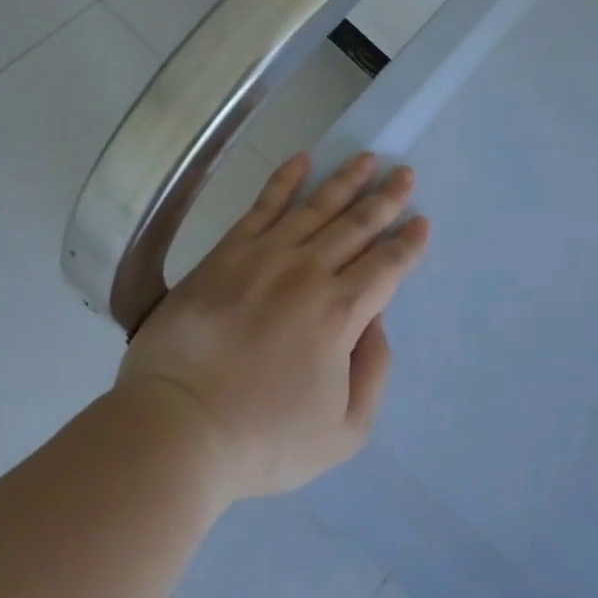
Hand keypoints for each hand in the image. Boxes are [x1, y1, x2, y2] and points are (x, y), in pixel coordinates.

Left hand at [114, 152, 429, 502]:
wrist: (176, 428)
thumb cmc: (263, 439)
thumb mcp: (344, 432)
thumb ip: (373, 372)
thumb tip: (376, 320)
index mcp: (340, 314)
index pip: (386, 266)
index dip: (408, 243)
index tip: (422, 221)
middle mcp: (308, 273)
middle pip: (356, 226)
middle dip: (386, 199)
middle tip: (404, 172)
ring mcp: (264, 257)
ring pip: (315, 208)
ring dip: (345, 180)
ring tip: (367, 159)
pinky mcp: (225, 253)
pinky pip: (261, 206)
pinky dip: (284, 180)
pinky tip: (302, 160)